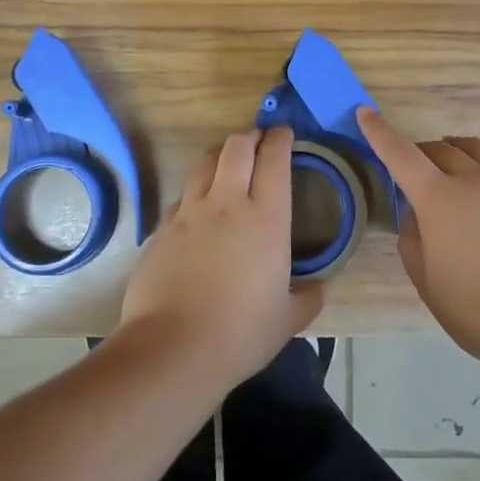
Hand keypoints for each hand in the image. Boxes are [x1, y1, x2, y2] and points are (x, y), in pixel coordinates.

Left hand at [118, 127, 324, 392]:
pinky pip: (182, 196)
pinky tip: (198, 207)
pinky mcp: (162, 228)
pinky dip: (196, 190)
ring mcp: (189, 212)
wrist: (172, 348)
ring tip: (228, 160)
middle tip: (258, 139)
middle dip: (250, 136)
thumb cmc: (240, 333)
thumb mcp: (287, 321)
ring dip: (220, 154)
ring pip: (205, 163)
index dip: (280, 139)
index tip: (284, 133)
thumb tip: (317, 288)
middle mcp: (227, 203)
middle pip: (237, 147)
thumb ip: (307, 298)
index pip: (274, 160)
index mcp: (266, 219)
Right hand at [358, 108, 479, 368]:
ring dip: (462, 151)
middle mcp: (477, 180)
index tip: (366, 112)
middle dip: (424, 152)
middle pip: (443, 149)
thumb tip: (416, 215)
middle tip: (419, 167)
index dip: (380, 132)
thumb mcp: (428, 284)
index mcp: (440, 199)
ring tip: (459, 163)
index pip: (400, 154)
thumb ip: (413, 241)